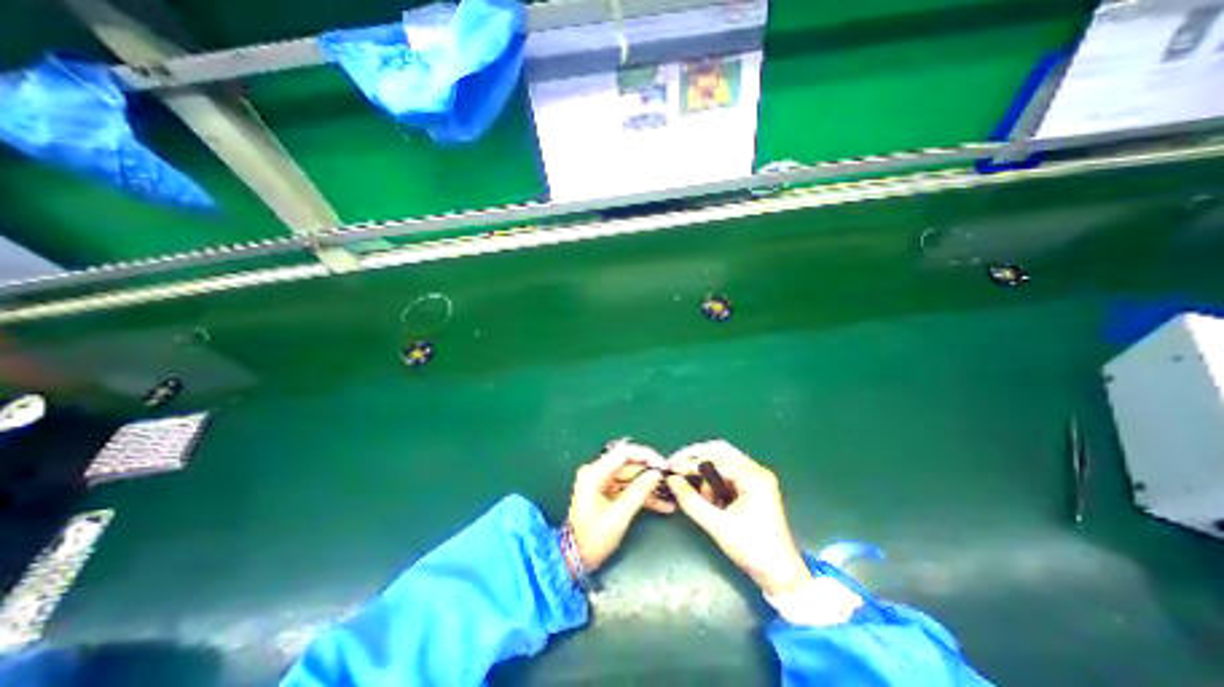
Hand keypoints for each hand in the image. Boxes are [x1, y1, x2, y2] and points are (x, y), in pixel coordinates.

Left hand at [570, 443, 673, 571]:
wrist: (574, 560)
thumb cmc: (593, 539)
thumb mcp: (619, 516)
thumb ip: (638, 492)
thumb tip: (656, 474)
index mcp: (594, 472)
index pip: (624, 452)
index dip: (646, 455)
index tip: (664, 465)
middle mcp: (597, 472)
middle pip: (629, 464)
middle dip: (650, 472)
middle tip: (670, 480)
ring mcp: (602, 482)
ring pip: (631, 476)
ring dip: (649, 485)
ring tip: (670, 493)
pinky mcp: (607, 492)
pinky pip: (628, 488)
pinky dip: (643, 495)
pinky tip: (662, 504)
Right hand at [665, 441, 809, 595]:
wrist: (781, 575)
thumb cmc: (752, 550)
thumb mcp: (717, 526)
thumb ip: (691, 501)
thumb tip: (672, 480)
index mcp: (753, 477)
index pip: (715, 460)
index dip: (690, 463)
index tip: (671, 468)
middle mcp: (756, 470)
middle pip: (720, 450)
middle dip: (696, 457)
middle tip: (676, 465)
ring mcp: (756, 477)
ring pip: (723, 460)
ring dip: (706, 472)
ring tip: (699, 494)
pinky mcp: (753, 486)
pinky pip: (728, 473)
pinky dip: (714, 480)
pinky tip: (709, 497)